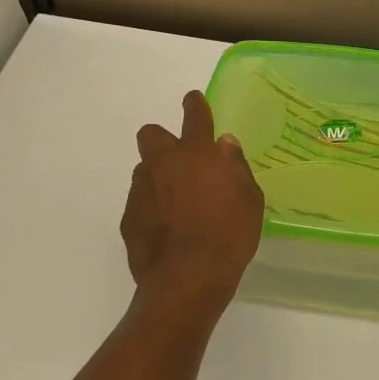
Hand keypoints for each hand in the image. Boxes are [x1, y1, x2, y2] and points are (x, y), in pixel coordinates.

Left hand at [121, 91, 264, 308]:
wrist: (188, 278)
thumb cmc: (229, 235)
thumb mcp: (250, 199)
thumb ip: (235, 167)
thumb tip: (224, 145)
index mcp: (198, 154)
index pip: (194, 115)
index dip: (195, 105)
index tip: (194, 101)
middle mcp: (164, 164)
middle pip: (152, 134)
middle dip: (163, 139)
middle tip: (181, 159)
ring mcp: (142, 190)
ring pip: (144, 169)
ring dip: (158, 176)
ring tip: (176, 201)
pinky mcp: (129, 217)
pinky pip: (139, 200)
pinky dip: (151, 206)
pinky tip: (166, 227)